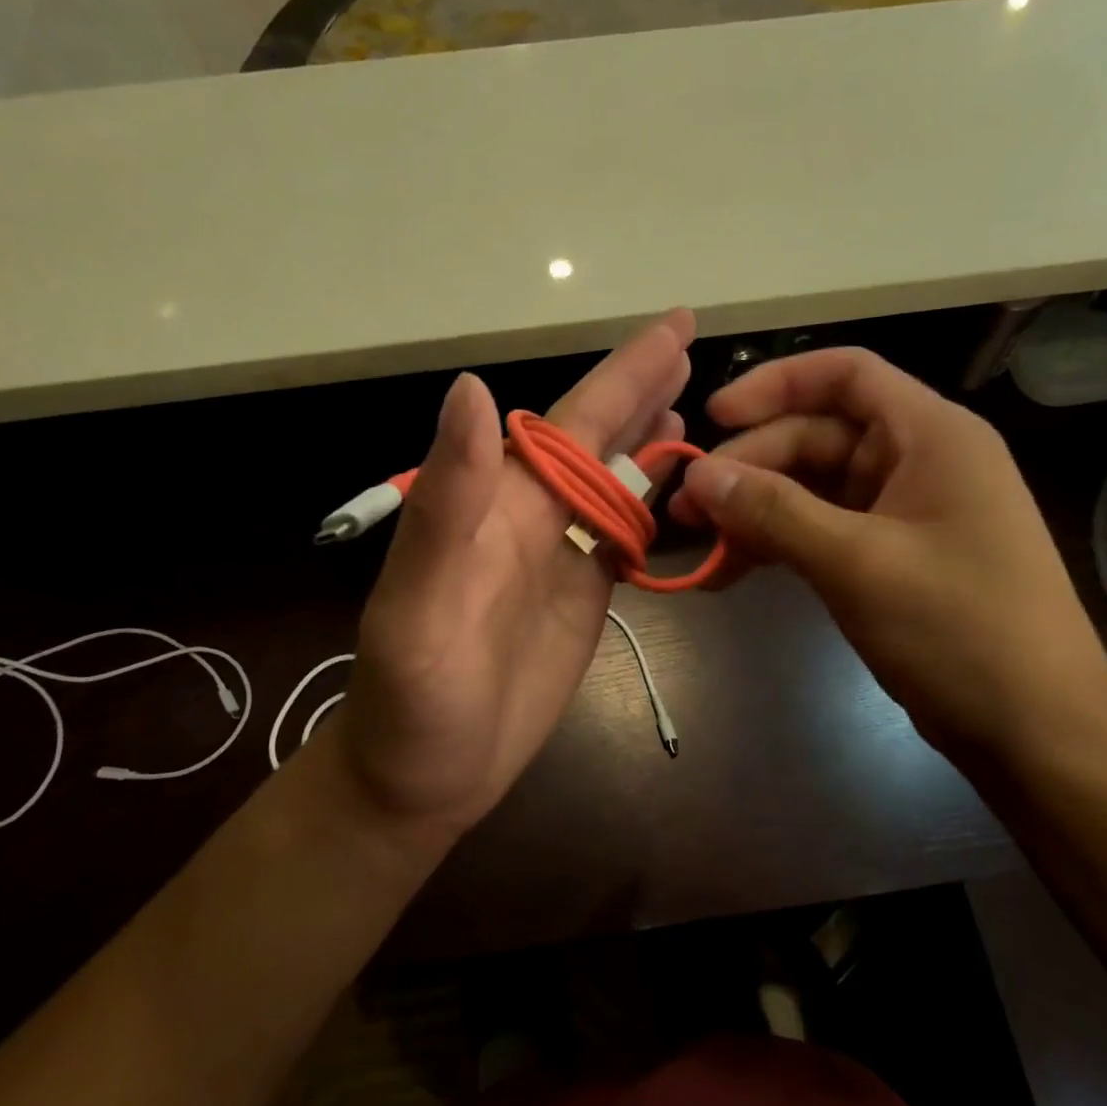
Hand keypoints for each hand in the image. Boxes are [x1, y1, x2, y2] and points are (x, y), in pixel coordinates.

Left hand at [339, 311, 694, 838]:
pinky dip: (653, 506)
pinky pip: (624, 538)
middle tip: (693, 346)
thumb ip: (448, 501)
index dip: (622, 373)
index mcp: (498, 505)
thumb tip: (474, 389)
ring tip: (690, 404)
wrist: (420, 778)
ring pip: (614, 483)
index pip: (569, 422)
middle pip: (598, 441)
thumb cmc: (413, 700)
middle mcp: (532, 518)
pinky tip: (674, 488)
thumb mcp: (419, 602)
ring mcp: (560, 559)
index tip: (675, 326)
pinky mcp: (581, 599)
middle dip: (642, 390)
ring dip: (649, 441)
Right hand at [671, 347, 1106, 766]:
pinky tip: (731, 572)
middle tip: (688, 506)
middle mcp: (917, 462)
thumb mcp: (858, 563)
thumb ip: (774, 512)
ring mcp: (902, 513)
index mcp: (931, 435)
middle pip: (816, 437)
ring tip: (699, 543)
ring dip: (754, 511)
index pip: (846, 376)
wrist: (1034, 730)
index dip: (775, 384)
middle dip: (749, 467)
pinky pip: (820, 532)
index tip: (714, 418)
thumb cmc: (960, 630)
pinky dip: (777, 546)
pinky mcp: (888, 558)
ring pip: (811, 489)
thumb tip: (698, 474)